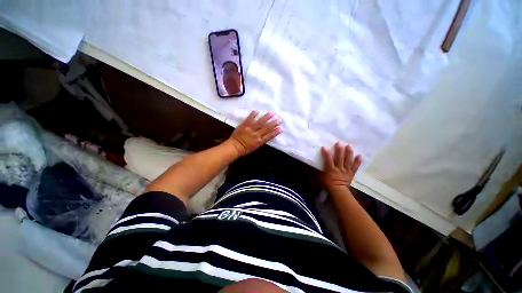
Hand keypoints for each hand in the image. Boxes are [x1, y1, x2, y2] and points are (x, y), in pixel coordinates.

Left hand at [227, 110, 281, 156]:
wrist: (235, 147)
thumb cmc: (245, 149)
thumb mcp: (255, 147)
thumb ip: (261, 141)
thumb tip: (266, 136)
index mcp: (259, 141)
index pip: (269, 136)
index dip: (276, 132)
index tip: (281, 128)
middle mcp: (256, 135)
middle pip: (267, 128)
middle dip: (274, 123)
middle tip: (279, 119)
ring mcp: (250, 129)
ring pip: (260, 123)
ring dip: (266, 117)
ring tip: (272, 113)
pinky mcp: (244, 125)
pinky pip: (249, 119)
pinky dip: (253, 115)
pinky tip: (257, 111)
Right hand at [320, 142, 361, 191]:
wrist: (338, 192)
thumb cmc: (327, 184)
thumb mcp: (320, 178)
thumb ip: (317, 170)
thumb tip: (312, 164)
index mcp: (330, 170)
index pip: (328, 160)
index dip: (326, 154)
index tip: (324, 147)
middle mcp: (339, 169)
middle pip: (339, 159)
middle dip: (339, 151)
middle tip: (340, 143)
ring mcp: (346, 171)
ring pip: (347, 161)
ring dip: (348, 153)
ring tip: (349, 145)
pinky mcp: (351, 173)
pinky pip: (355, 167)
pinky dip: (357, 162)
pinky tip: (359, 156)